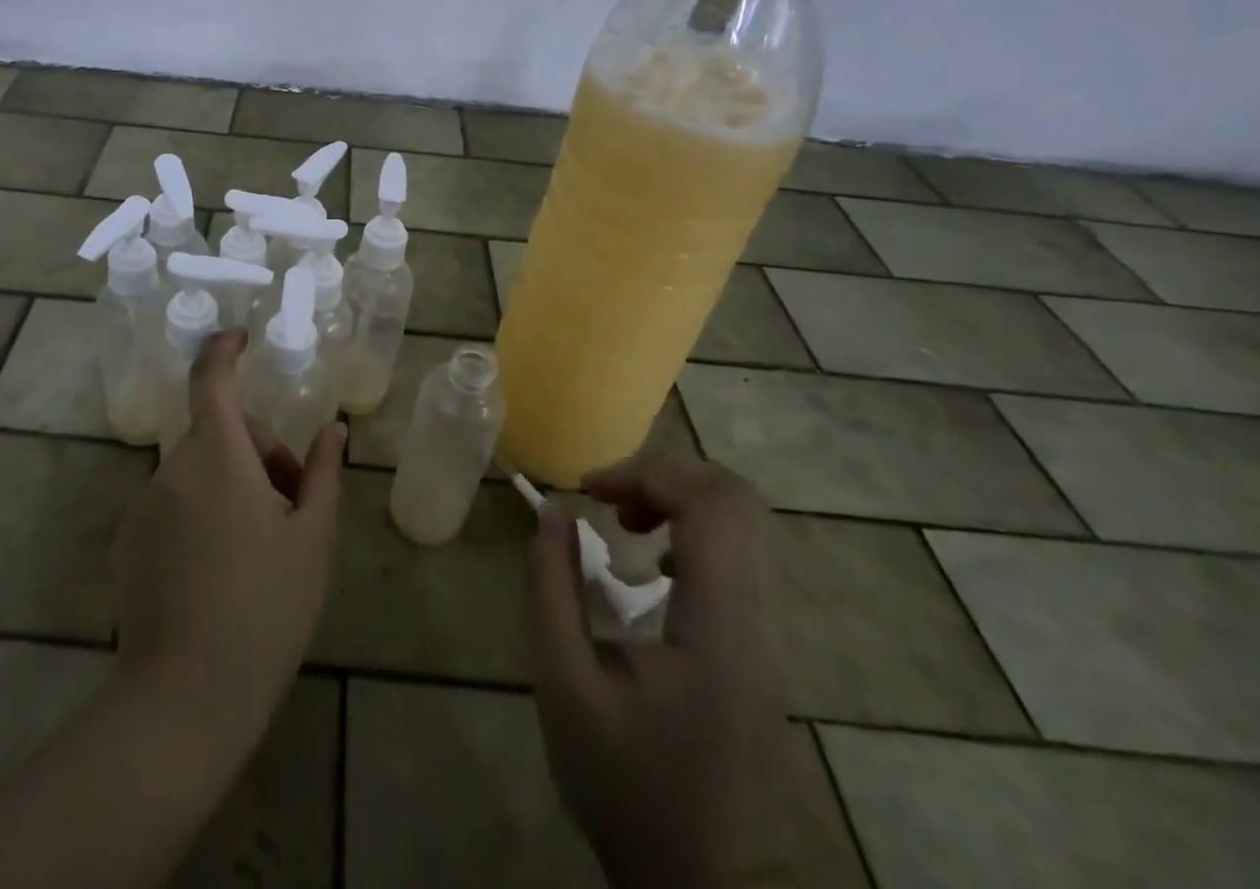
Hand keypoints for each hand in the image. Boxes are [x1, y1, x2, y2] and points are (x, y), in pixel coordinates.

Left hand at [113, 329, 344, 758]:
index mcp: (218, 456)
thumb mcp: (311, 539)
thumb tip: (332, 431)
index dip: (224, 349)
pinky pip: (173, 503)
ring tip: (263, 544)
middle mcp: (172, 468)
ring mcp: (145, 506)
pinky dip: (201, 510)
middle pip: (218, 433)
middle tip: (293, 502)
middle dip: (258, 450)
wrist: (184, 698)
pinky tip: (221, 570)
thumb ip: (320, 474)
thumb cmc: (264, 609)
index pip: (212, 379)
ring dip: (231, 483)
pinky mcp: (128, 542)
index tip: (241, 338)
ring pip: (197, 469)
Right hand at [528, 458, 790, 888]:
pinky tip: (653, 565)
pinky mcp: (765, 651)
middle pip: (738, 502)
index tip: (586, 490)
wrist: (694, 883)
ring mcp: (772, 640)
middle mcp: (762, 627)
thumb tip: (553, 512)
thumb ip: (552, 587)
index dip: (645, 475)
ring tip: (623, 524)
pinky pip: (743, 558)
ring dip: (679, 501)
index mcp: (720, 633)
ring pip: (745, 525)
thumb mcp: (563, 683)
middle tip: (606, 499)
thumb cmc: (621, 783)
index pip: (711, 508)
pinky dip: (695, 531)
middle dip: (663, 477)